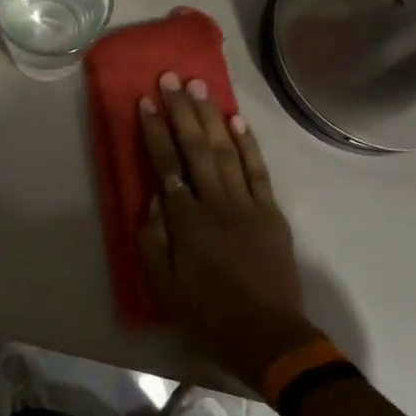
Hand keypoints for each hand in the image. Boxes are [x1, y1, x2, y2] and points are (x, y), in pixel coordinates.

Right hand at [136, 72, 321, 390]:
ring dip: (211, 116)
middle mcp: (217, 203)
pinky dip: (247, 143)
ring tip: (199, 86)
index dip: (155, 133)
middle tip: (171, 78)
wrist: (270, 337)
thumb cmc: (209, 314)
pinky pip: (257, 170)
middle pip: (196, 148)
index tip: (145, 102)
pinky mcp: (270, 211)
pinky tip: (236, 120)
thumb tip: (151, 199)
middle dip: (182, 111)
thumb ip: (152, 240)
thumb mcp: (164, 287)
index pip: (167, 166)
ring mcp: (248, 204)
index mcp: (187, 222)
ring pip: (226, 150)